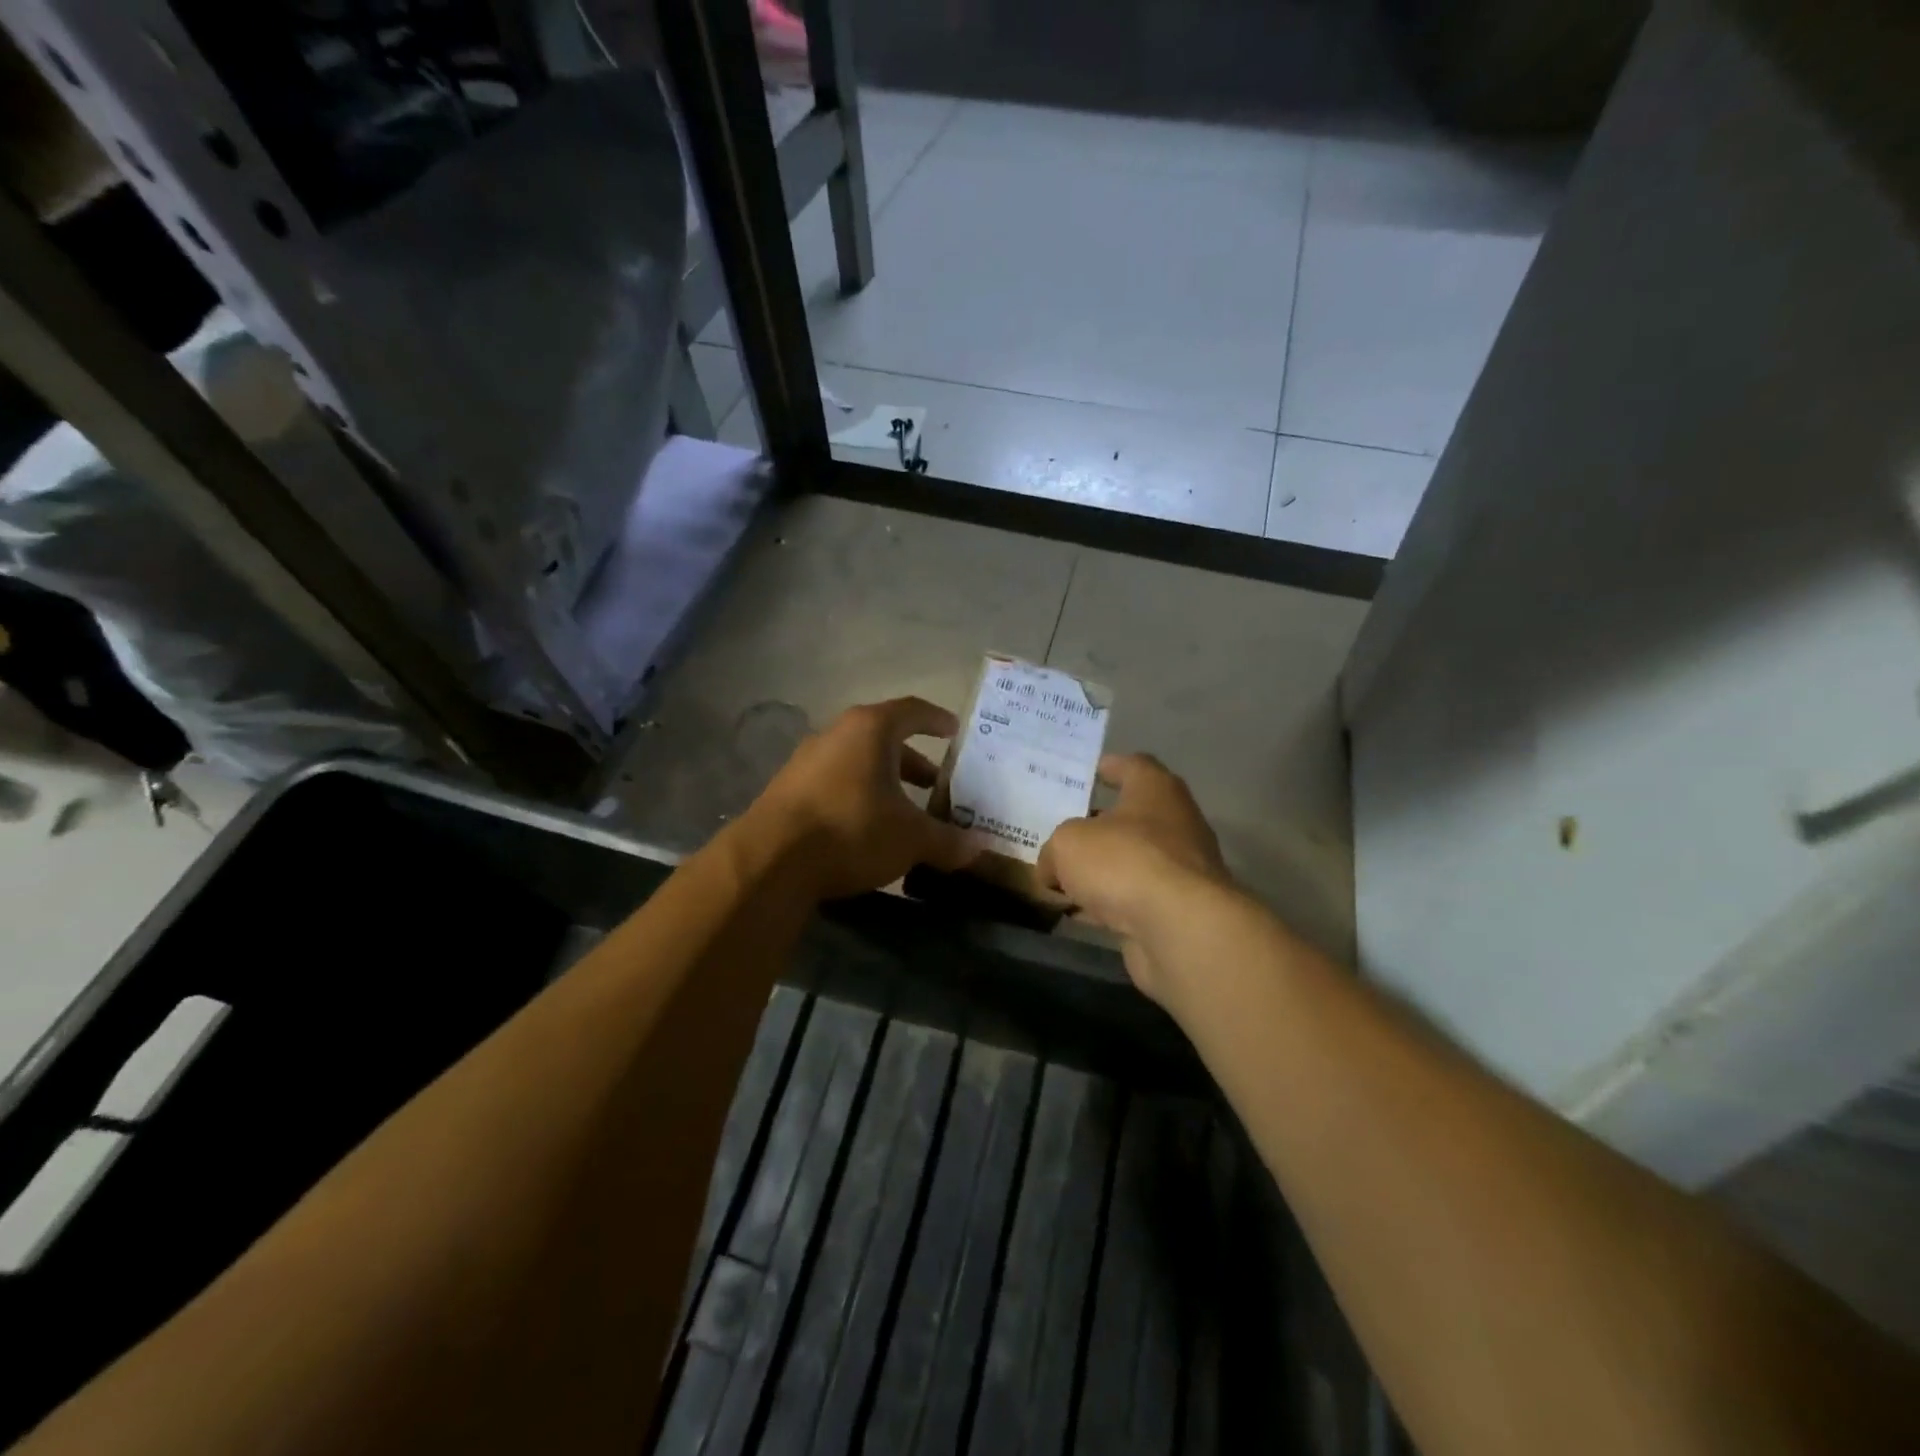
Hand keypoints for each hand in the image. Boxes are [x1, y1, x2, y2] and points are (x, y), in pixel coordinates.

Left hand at [750, 697, 981, 899]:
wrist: (770, 859)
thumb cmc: (853, 829)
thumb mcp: (911, 838)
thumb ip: (948, 841)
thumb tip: (980, 849)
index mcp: (871, 729)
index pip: (913, 710)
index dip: (937, 720)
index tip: (954, 732)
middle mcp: (837, 734)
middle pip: (885, 739)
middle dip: (914, 762)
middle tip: (937, 785)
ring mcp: (807, 760)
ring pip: (858, 762)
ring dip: (885, 782)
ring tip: (905, 811)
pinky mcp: (787, 789)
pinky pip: (835, 782)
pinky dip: (858, 796)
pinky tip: (867, 827)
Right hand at [1038, 754, 1232, 1004]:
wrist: (1180, 929)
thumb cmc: (1125, 862)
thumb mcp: (1068, 844)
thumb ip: (1055, 850)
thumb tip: (1051, 869)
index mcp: (1156, 789)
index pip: (1133, 765)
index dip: (1109, 767)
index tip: (1088, 773)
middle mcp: (1176, 822)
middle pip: (1133, 817)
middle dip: (1099, 825)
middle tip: (1064, 830)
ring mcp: (1182, 869)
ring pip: (1133, 860)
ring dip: (1104, 869)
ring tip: (1065, 877)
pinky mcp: (1179, 909)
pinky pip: (1136, 897)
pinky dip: (1111, 903)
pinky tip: (1082, 913)